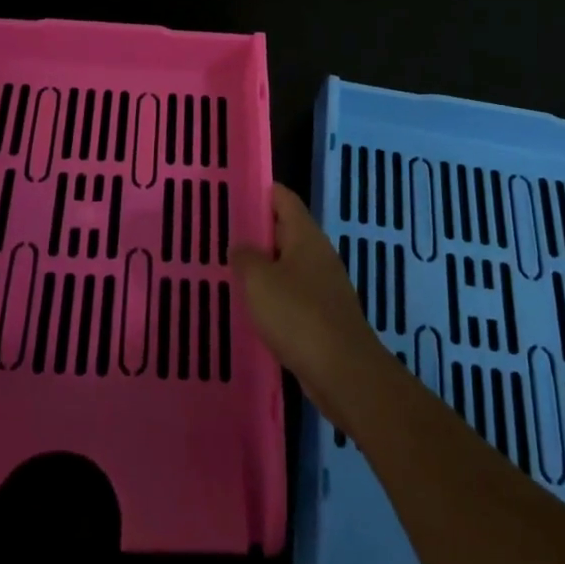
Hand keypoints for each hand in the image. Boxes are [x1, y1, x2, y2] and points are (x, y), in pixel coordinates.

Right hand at [231, 183, 386, 427]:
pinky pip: (293, 295)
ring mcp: (323, 286)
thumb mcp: (259, 280)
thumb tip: (241, 247)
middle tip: (221, 234)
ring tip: (230, 270)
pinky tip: (252, 308)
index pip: (282, 198)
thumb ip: (245, 257)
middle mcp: (318, 254)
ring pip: (287, 265)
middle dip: (256, 231)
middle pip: (285, 231)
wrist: (343, 373)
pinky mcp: (323, 316)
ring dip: (263, 267)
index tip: (231, 193)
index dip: (259, 191)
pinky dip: (273, 296)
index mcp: (306, 236)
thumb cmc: (298, 316)